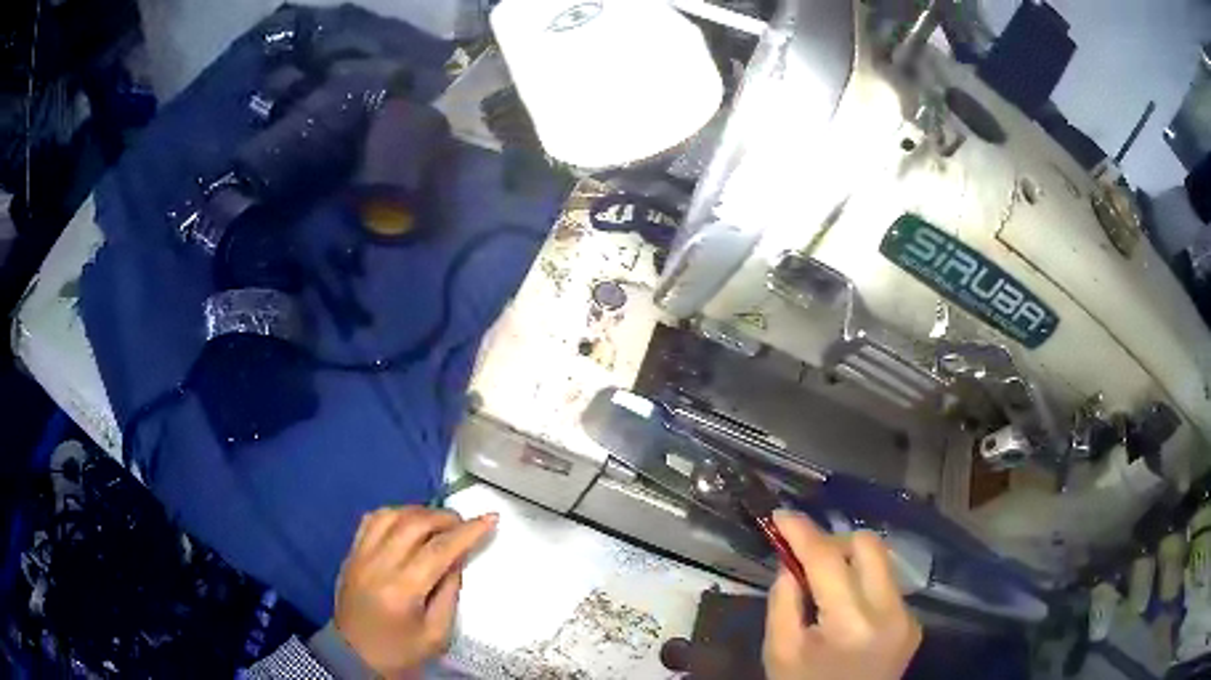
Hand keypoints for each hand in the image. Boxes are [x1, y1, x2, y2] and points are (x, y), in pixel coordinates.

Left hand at [334, 506, 497, 678]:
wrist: (354, 656)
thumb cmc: (401, 651)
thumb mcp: (437, 633)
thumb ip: (449, 592)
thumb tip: (457, 557)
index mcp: (402, 590)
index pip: (439, 550)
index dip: (467, 532)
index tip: (490, 518)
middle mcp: (377, 565)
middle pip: (414, 523)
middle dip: (445, 517)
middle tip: (464, 525)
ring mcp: (360, 556)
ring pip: (391, 514)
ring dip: (419, 512)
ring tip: (437, 523)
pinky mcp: (351, 554)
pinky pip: (371, 520)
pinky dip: (394, 514)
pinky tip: (407, 524)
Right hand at [763, 511, 920, 679]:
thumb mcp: (779, 651)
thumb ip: (783, 600)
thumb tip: (790, 560)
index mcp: (851, 625)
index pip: (828, 560)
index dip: (802, 532)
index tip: (781, 516)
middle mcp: (890, 613)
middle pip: (868, 545)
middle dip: (833, 541)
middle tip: (804, 557)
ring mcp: (908, 618)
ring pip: (881, 562)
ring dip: (849, 562)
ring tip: (823, 584)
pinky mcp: (913, 623)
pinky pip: (887, 585)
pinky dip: (862, 584)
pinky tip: (844, 605)